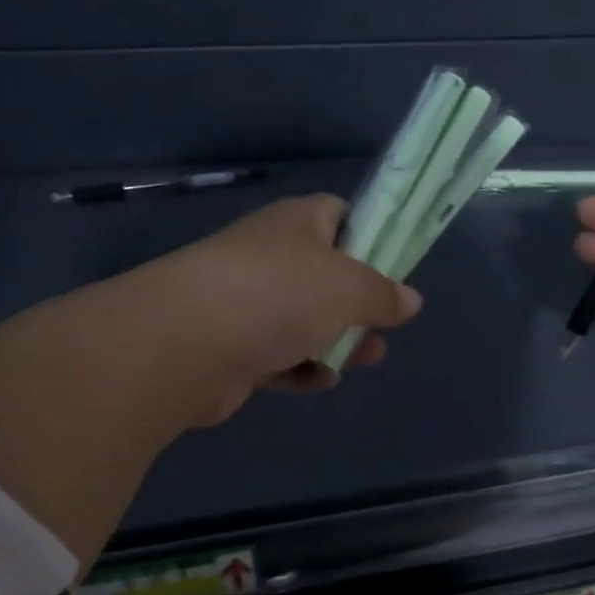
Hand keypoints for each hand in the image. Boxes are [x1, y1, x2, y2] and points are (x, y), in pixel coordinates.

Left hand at [128, 194, 420, 424]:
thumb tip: (410, 300)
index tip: (395, 266)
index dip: (371, 235)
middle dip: (359, 301)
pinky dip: (301, 366)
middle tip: (386, 323)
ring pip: (303, 318)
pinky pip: (277, 354)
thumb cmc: (278, 294)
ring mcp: (246, 300)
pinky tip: (323, 380)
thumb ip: (384, 294)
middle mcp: (270, 255)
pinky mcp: (231, 346)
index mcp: (297, 222)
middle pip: (325, 272)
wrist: (184, 343)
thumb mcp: (350, 287)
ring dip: (337, 338)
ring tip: (369, 357)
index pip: (340, 213)